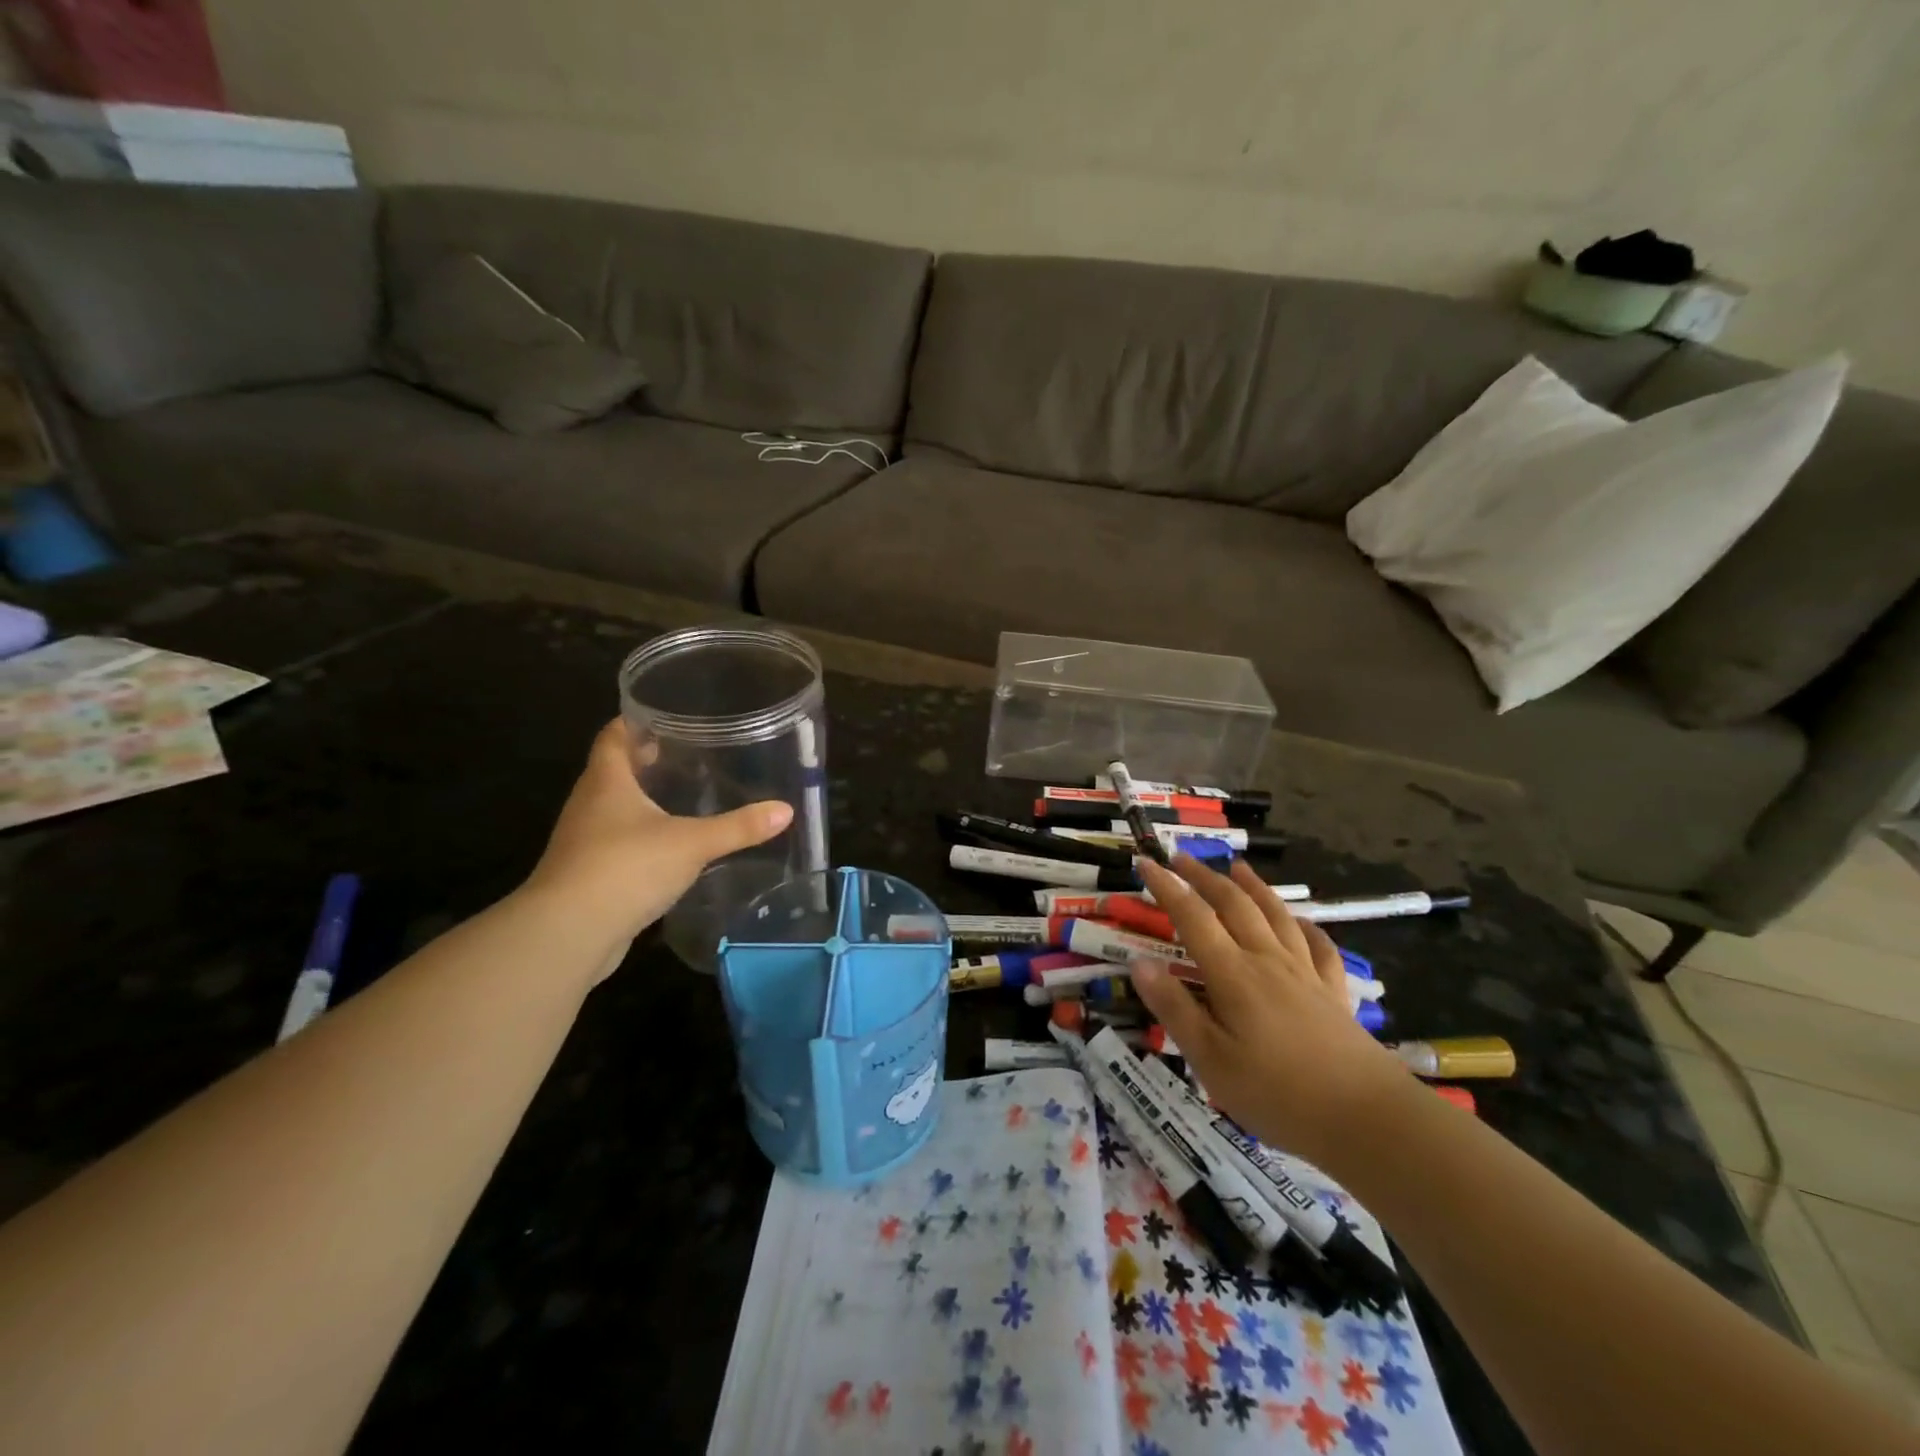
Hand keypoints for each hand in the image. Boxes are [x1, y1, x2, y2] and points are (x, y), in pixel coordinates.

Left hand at [520, 720, 793, 972]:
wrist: (567, 934)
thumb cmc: (625, 868)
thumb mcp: (692, 844)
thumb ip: (738, 827)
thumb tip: (786, 810)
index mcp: (606, 781)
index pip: (614, 735)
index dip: (637, 721)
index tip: (669, 714)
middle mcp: (589, 803)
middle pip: (615, 769)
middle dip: (649, 760)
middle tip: (692, 754)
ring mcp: (584, 840)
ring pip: (616, 808)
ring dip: (645, 800)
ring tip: (687, 796)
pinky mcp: (588, 873)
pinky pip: (617, 842)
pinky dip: (642, 836)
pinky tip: (671, 845)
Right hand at [1129, 855, 1410, 1165]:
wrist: (1367, 1119)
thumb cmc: (1277, 1093)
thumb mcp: (1210, 1060)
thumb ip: (1174, 1008)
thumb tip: (1139, 963)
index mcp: (1233, 974)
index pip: (1192, 917)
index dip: (1167, 887)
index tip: (1146, 863)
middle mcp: (1268, 960)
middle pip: (1234, 905)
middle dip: (1205, 877)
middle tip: (1181, 857)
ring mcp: (1306, 973)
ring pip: (1276, 915)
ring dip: (1254, 887)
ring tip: (1238, 867)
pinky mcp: (1335, 993)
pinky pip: (1320, 947)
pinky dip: (1306, 927)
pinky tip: (1302, 921)